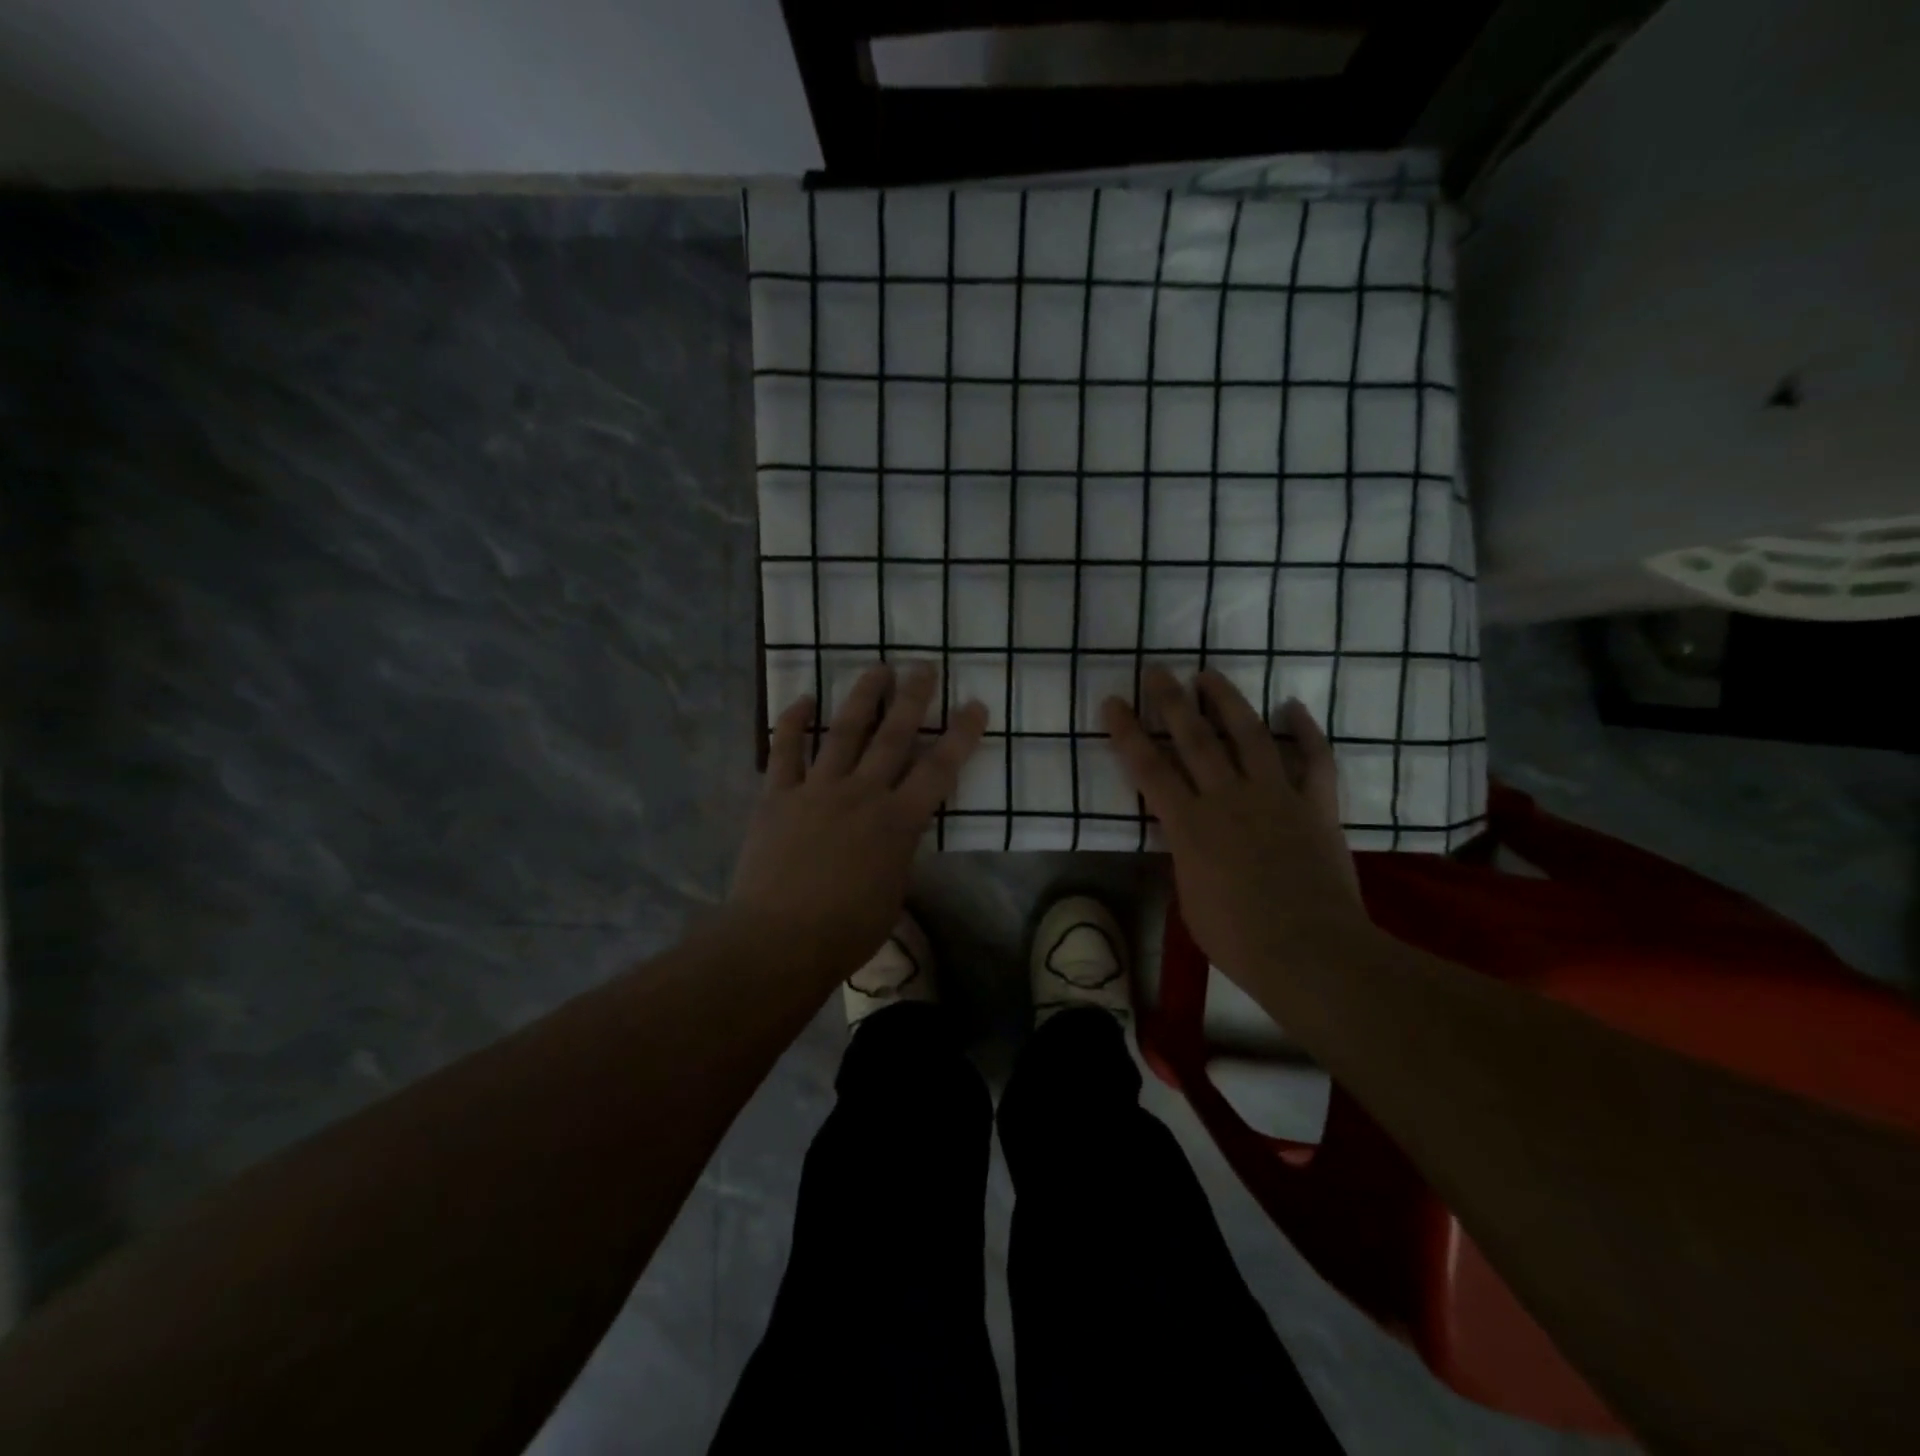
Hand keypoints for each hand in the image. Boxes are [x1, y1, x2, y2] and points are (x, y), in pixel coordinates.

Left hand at [727, 662, 987, 980]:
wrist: (778, 940)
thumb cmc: (846, 930)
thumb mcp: (893, 892)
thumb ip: (900, 852)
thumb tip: (898, 831)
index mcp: (898, 822)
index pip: (939, 769)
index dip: (961, 735)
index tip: (975, 705)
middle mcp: (862, 794)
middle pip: (893, 736)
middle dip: (912, 698)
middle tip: (923, 666)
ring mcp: (817, 790)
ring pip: (844, 732)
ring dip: (863, 697)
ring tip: (877, 668)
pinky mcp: (778, 795)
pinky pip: (784, 750)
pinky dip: (793, 722)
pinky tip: (804, 698)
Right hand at [1102, 666, 1368, 985]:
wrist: (1311, 953)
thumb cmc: (1238, 939)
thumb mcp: (1189, 899)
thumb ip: (1184, 857)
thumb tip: (1186, 837)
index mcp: (1189, 825)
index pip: (1148, 768)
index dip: (1127, 732)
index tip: (1113, 702)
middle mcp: (1228, 798)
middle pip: (1194, 738)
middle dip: (1171, 701)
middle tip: (1157, 670)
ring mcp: (1275, 797)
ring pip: (1249, 735)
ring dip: (1227, 701)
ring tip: (1209, 675)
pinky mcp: (1316, 806)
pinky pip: (1315, 760)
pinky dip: (1306, 731)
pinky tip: (1293, 706)